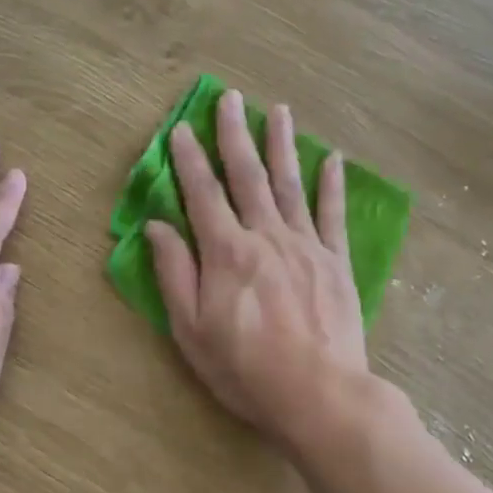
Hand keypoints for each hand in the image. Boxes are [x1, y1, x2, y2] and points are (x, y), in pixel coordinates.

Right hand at [145, 90, 369, 454]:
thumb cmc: (245, 369)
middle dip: (235, 135)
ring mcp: (306, 245)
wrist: (319, 394)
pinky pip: (333, 214)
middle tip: (230, 98)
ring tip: (277, 110)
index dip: (188, 160)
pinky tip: (330, 159)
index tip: (179, 129)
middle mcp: (265, 236)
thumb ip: (174, 274)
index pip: (202, 194)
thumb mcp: (191, 330)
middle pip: (247, 176)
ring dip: (281, 144)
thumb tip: (156, 226)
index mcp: (226, 252)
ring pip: (290, 184)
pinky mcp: (336, 262)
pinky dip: (331, 185)